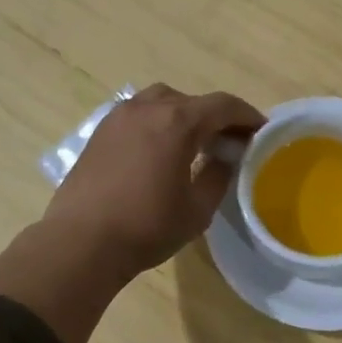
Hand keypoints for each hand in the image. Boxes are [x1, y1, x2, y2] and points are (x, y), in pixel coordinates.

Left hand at [41, 84, 266, 276]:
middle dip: (215, 116)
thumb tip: (227, 156)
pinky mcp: (100, 131)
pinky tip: (159, 150)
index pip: (222, 105)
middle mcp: (147, 108)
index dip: (246, 115)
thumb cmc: (146, 226)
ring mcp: (118, 116)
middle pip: (191, 100)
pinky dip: (157, 123)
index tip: (261, 130)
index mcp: (177, 121)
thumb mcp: (197, 208)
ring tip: (193, 143)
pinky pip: (137, 115)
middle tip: (229, 141)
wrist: (81, 242)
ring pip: (161, 102)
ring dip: (183, 115)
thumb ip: (219, 174)